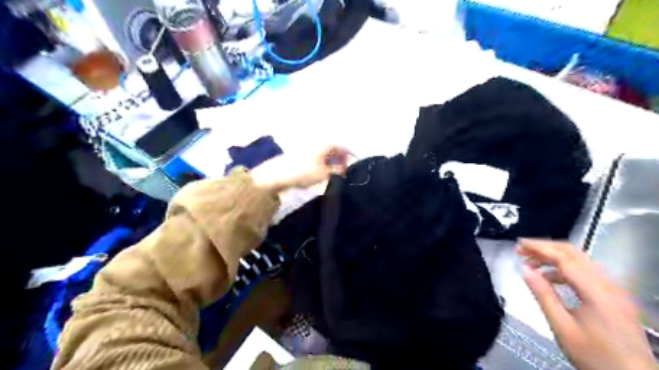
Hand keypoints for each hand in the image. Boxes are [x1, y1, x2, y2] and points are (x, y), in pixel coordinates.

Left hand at [252, 145, 354, 191]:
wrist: (276, 174)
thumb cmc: (303, 172)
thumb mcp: (324, 174)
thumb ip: (337, 171)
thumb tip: (345, 169)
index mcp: (325, 145)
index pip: (342, 147)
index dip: (351, 154)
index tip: (357, 161)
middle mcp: (317, 144)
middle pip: (333, 149)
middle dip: (341, 158)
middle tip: (345, 170)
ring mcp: (307, 150)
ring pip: (324, 154)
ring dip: (332, 162)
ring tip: (335, 173)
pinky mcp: (299, 157)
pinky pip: (316, 158)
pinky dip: (322, 163)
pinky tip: (321, 173)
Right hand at [517, 240, 656, 368]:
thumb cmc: (594, 356)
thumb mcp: (562, 326)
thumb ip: (543, 295)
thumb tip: (525, 269)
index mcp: (596, 291)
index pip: (564, 258)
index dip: (539, 247)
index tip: (518, 244)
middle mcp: (609, 284)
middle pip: (574, 253)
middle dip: (545, 248)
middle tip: (521, 250)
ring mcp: (614, 290)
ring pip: (581, 261)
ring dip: (554, 257)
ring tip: (531, 263)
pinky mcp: (615, 297)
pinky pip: (587, 273)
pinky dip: (565, 269)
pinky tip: (550, 278)